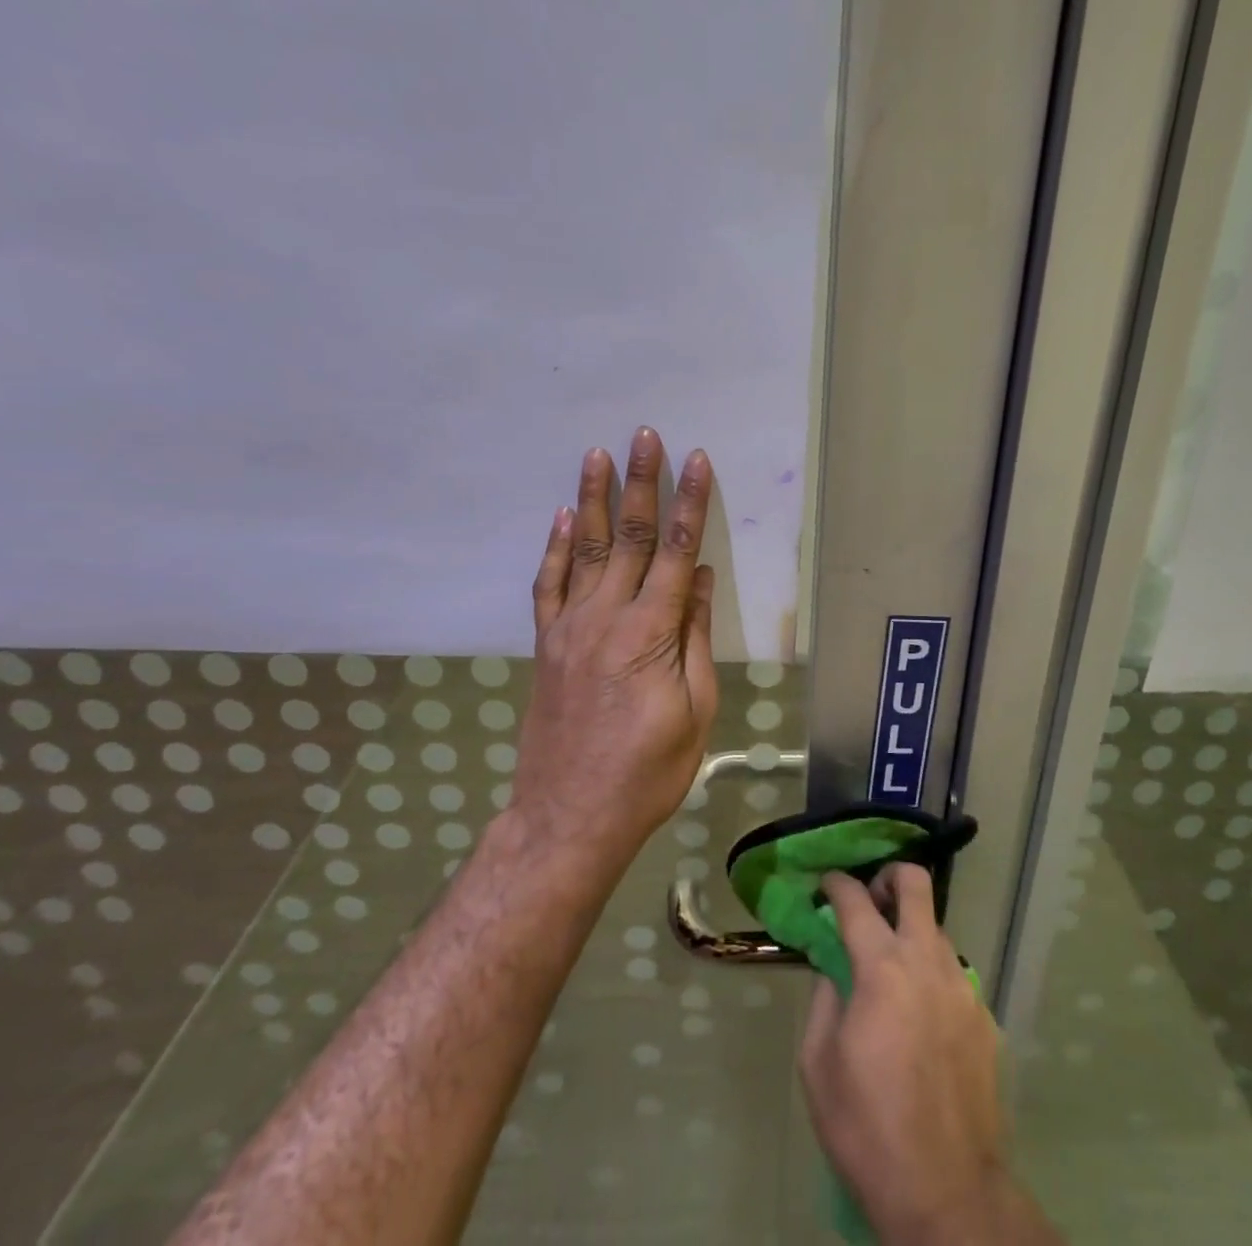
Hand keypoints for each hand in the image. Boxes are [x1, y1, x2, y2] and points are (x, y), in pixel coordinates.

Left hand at [513, 427, 718, 873]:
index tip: (697, 461)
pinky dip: (556, 547)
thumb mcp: (694, 711)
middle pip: (630, 537)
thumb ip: (695, 638)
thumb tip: (704, 579)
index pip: (678, 552)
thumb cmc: (647, 772)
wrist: (568, 817)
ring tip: (597, 454)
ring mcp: (570, 628)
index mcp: (650, 633)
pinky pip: (549, 585)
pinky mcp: (547, 644)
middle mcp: (607, 617)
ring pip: (585, 549)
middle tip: (644, 434)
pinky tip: (563, 517)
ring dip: (595, 499)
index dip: (690, 503)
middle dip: (641, 482)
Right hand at [800, 866, 1061, 1245]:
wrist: (948, 1193)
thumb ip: (823, 999)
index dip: (837, 884)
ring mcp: (963, 987)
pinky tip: (919, 1017)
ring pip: (937, 929)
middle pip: (916, 885)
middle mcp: (927, 962)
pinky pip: (953, 974)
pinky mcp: (984, 1017)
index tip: (827, 885)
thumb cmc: (868, 1128)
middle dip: (889, 877)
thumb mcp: (818, 1065)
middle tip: (871, 901)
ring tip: (891, 968)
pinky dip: (931, 975)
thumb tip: (833, 969)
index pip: (855, 900)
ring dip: (911, 931)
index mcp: (882, 968)